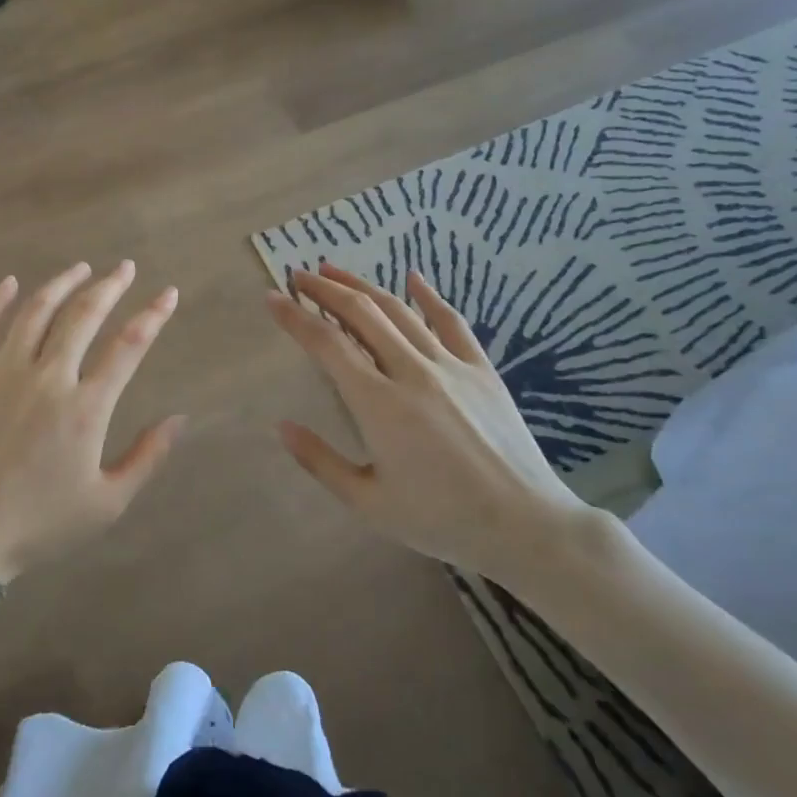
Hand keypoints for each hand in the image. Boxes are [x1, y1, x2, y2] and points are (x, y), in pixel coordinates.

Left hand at [0, 261, 187, 583]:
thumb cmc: (40, 523)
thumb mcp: (107, 503)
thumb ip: (147, 457)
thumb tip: (180, 419)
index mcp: (85, 408)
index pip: (128, 346)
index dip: (153, 315)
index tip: (168, 293)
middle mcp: (47, 378)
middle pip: (83, 316)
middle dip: (110, 286)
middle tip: (124, 268)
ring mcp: (3, 372)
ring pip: (36, 311)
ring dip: (62, 284)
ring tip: (81, 269)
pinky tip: (10, 283)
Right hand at [268, 262, 593, 590]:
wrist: (525, 525)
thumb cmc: (440, 519)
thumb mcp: (369, 503)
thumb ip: (320, 462)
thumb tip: (282, 426)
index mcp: (379, 405)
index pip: (327, 344)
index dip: (295, 317)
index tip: (271, 297)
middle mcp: (412, 372)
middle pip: (362, 314)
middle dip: (325, 289)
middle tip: (298, 275)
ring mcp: (451, 366)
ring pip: (400, 311)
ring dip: (363, 286)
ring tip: (335, 271)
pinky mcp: (482, 370)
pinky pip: (452, 322)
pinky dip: (429, 296)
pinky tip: (413, 277)